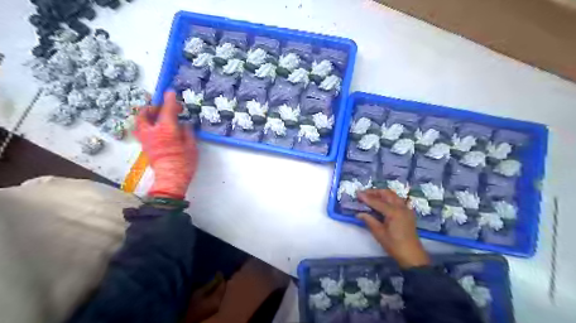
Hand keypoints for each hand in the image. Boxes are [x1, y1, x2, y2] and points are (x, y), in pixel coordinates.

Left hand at [133, 90, 197, 196]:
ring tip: (159, 115)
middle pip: (146, 112)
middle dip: (155, 106)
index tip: (171, 92)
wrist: (171, 178)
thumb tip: (185, 124)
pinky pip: (141, 128)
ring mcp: (146, 138)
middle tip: (166, 108)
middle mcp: (152, 131)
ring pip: (141, 120)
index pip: (167, 109)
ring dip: (148, 114)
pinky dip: (147, 123)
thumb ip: (187, 131)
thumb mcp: (191, 145)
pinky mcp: (144, 145)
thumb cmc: (184, 163)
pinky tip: (157, 127)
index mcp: (166, 129)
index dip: (170, 99)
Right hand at [359, 189, 428, 268]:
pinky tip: (382, 203)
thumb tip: (358, 213)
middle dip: (374, 192)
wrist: (412, 255)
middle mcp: (401, 207)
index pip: (377, 201)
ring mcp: (406, 209)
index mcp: (394, 212)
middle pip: (387, 193)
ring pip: (393, 195)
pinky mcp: (408, 213)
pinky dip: (389, 198)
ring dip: (382, 194)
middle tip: (364, 194)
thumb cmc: (394, 245)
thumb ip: (369, 220)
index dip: (366, 197)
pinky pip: (398, 200)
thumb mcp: (379, 233)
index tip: (357, 193)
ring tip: (371, 197)